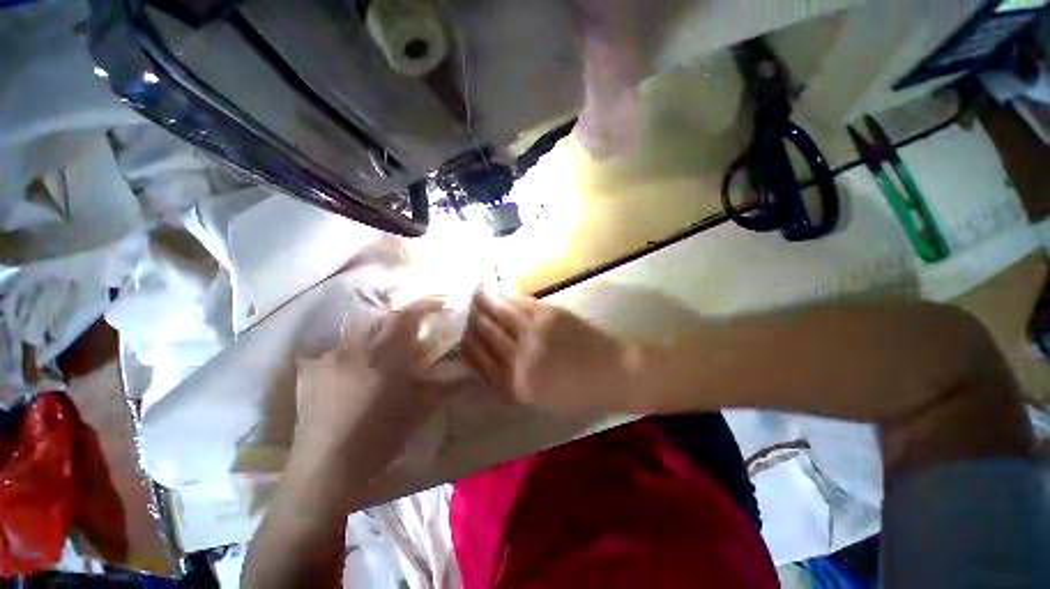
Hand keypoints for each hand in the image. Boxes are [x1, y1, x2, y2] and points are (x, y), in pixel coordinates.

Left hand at [291, 299, 452, 472]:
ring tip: (383, 358)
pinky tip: (355, 374)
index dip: (425, 306)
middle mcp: (354, 350)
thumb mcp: (418, 409)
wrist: (324, 471)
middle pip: (382, 321)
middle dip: (401, 322)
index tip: (440, 304)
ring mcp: (328, 359)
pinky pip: (337, 351)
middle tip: (412, 334)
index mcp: (383, 358)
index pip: (407, 318)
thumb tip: (470, 373)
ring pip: (359, 335)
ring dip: (377, 339)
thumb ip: (444, 385)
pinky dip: (353, 355)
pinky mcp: (309, 372)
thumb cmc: (379, 440)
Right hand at [462, 290, 643, 414]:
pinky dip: (503, 295)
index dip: (466, 344)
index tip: (460, 334)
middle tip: (460, 309)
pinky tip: (494, 290)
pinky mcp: (547, 315)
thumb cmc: (577, 392)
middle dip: (469, 321)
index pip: (478, 360)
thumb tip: (487, 359)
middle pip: (484, 334)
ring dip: (482, 302)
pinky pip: (518, 303)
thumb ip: (509, 380)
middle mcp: (518, 359)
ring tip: (472, 293)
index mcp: (514, 385)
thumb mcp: (538, 398)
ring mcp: (533, 334)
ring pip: (498, 314)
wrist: (613, 372)